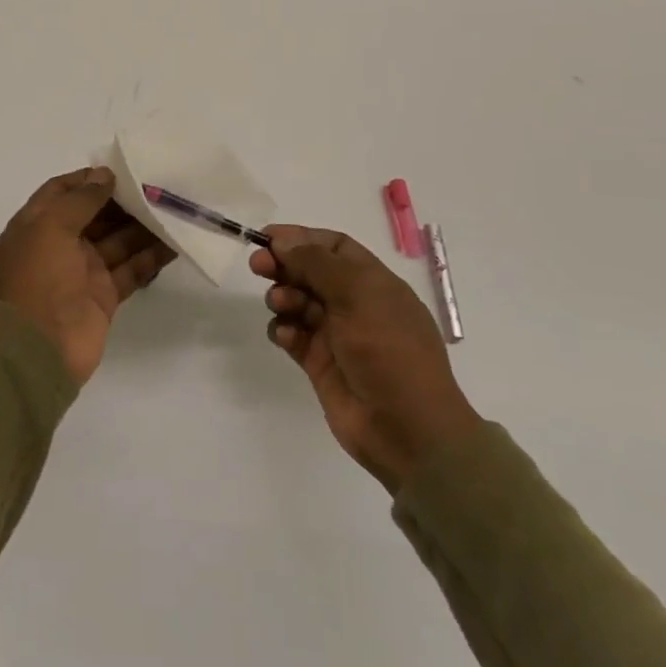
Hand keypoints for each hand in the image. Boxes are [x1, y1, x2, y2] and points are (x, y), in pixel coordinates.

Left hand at [0, 167, 177, 385]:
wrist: (38, 349)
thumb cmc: (38, 278)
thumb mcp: (50, 227)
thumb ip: (80, 200)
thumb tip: (104, 175)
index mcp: (35, 226)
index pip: (60, 192)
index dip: (87, 179)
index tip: (120, 169)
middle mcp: (58, 245)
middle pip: (93, 215)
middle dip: (122, 201)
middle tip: (157, 186)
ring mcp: (82, 271)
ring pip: (117, 240)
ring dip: (142, 226)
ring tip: (173, 208)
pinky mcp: (104, 296)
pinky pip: (131, 269)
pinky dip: (151, 256)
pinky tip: (176, 242)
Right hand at [253, 226, 480, 491]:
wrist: (407, 429)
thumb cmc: (389, 350)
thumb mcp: (357, 295)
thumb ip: (316, 263)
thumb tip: (283, 240)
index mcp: (373, 283)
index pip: (334, 246)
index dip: (301, 238)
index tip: (268, 238)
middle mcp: (354, 304)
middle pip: (310, 272)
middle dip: (284, 265)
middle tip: (257, 267)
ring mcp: (336, 335)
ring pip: (297, 302)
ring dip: (283, 297)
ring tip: (281, 306)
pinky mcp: (319, 363)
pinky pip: (292, 335)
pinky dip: (284, 331)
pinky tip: (287, 337)